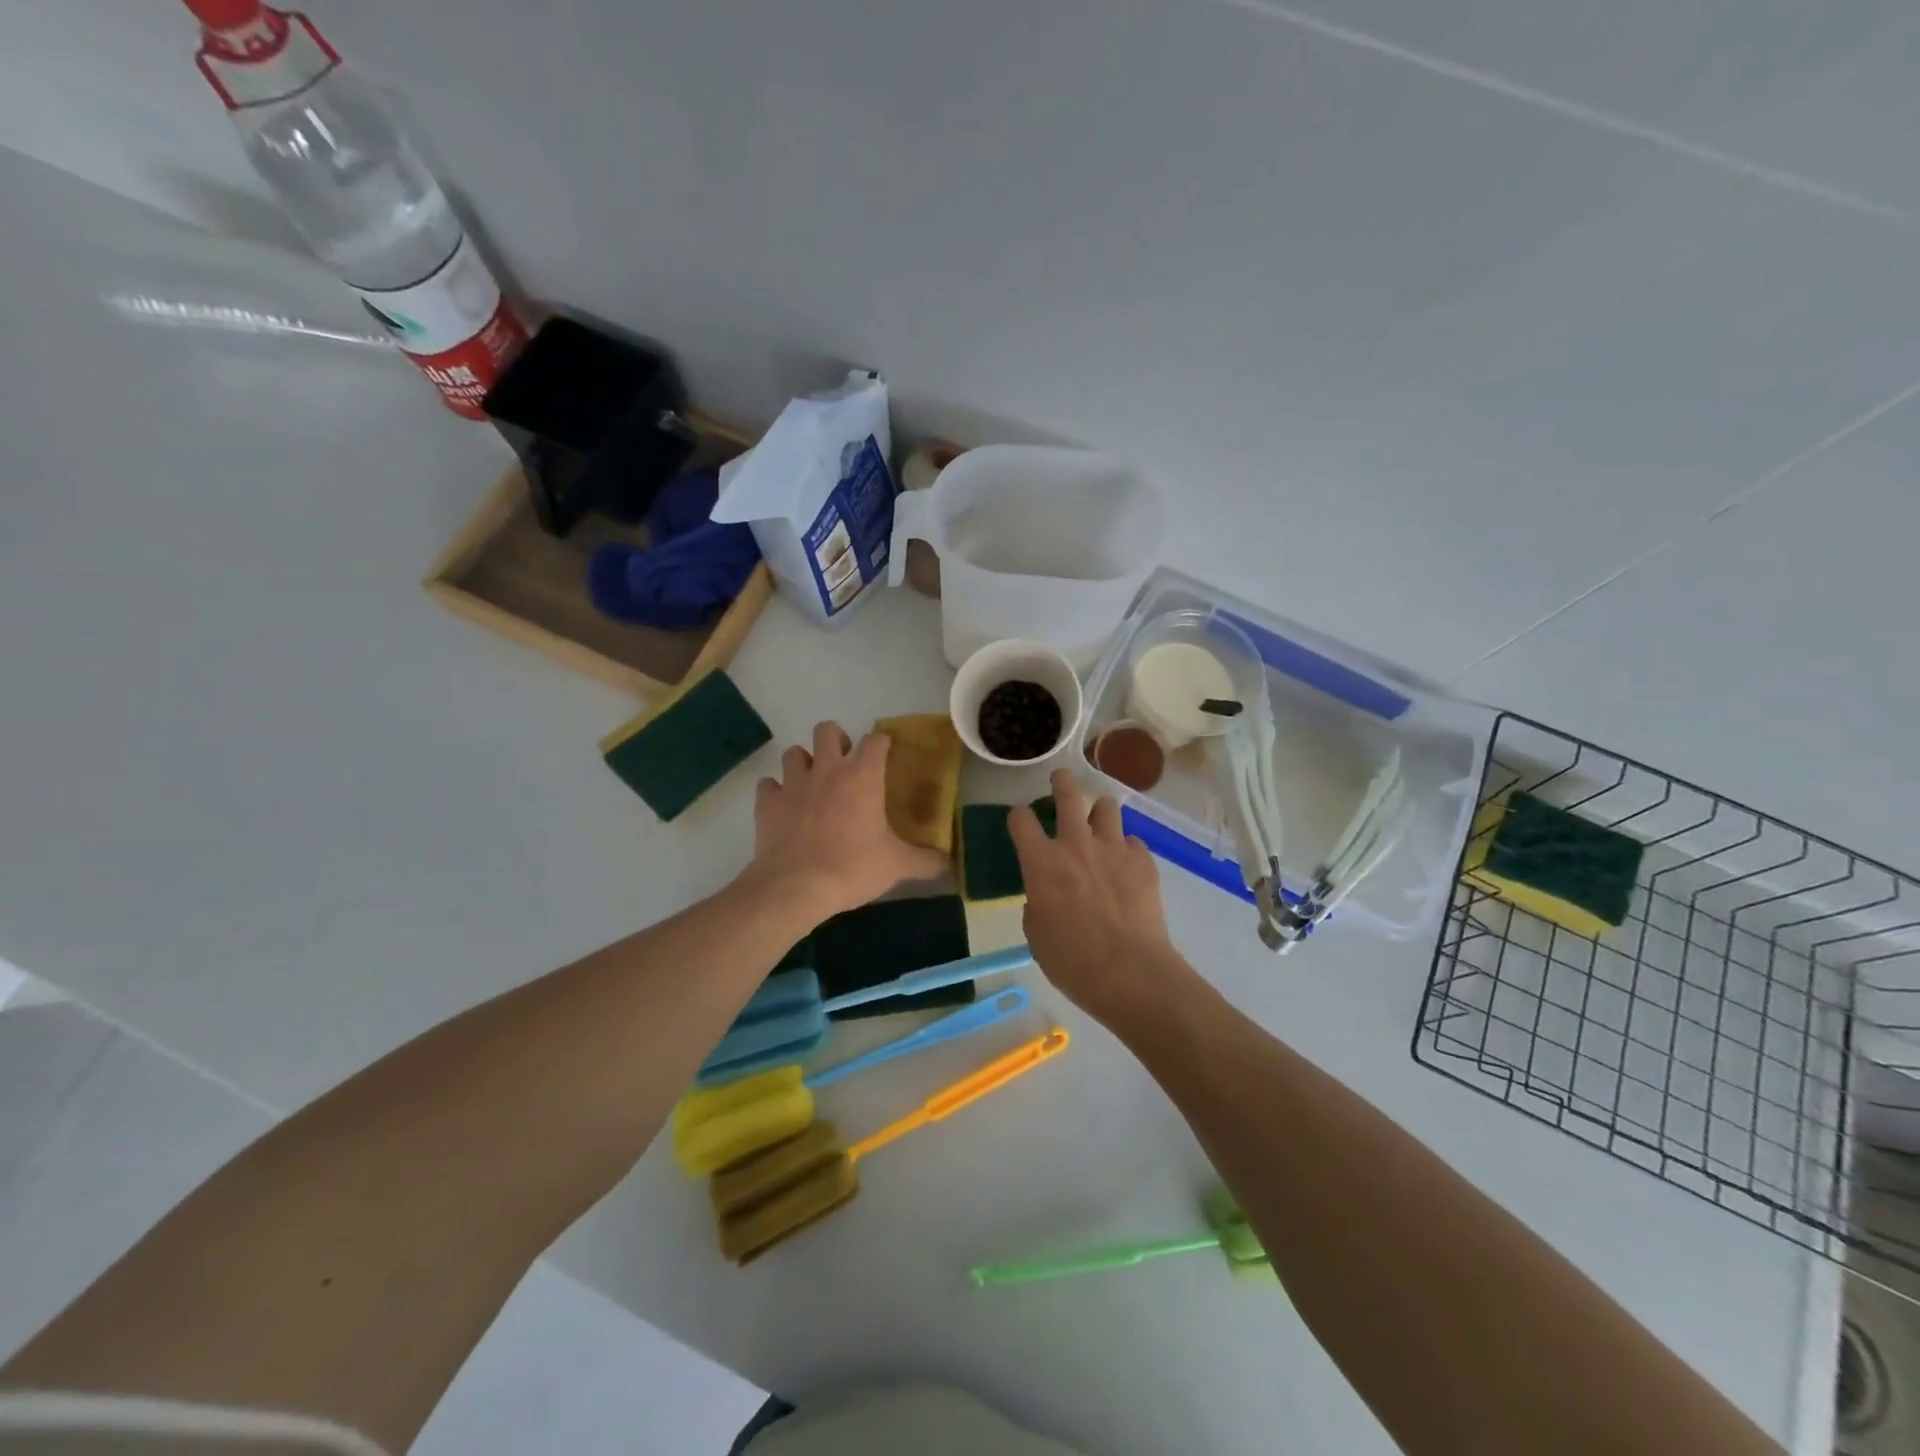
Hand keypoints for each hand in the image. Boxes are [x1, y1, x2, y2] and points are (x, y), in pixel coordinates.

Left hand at [748, 721, 949, 919]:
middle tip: (844, 766)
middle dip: (836, 741)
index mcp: (863, 776)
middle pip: (828, 730)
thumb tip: (948, 863)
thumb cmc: (853, 868)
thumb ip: (926, 861)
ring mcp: (793, 782)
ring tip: (812, 784)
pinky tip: (784, 808)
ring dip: (804, 763)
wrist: (796, 887)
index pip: (876, 739)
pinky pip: (768, 784)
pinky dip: (775, 792)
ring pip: (794, 752)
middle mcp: (827, 769)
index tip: (885, 756)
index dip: (881, 743)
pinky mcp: (767, 802)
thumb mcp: (897, 866)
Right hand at [1009, 769, 1199, 1029]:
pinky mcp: (1143, 860)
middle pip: (1068, 793)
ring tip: (1099, 819)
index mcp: (1041, 862)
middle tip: (1061, 780)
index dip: (1018, 817)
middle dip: (1062, 782)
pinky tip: (1125, 863)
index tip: (1021, 820)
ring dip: (1099, 810)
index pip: (1021, 820)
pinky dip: (1125, 847)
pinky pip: (1132, 840)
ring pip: (1106, 806)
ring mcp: (1112, 848)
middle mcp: (1075, 844)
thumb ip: (1037, 904)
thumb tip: (1045, 895)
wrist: (1129, 973)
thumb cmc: (1072, 961)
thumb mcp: (1037, 936)